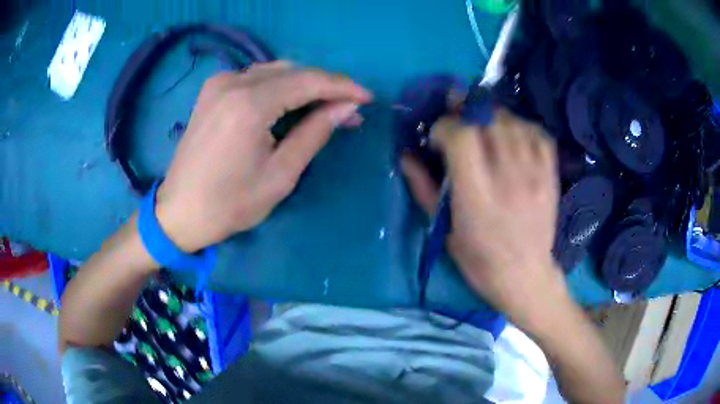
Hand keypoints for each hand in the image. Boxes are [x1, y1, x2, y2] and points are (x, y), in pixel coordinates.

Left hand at [156, 62, 372, 251]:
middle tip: (349, 108)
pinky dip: (280, 85)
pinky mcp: (212, 90)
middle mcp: (233, 83)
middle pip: (293, 71)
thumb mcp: (280, 175)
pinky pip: (256, 77)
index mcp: (249, 105)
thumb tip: (347, 108)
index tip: (367, 98)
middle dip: (325, 86)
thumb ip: (315, 133)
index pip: (308, 81)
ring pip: (275, 71)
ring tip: (326, 106)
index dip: (342, 87)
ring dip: (304, 84)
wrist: (179, 212)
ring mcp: (219, 83)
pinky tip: (291, 102)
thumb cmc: (230, 204)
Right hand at [401, 109, 565, 324]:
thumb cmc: (479, 260)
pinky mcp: (550, 176)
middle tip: (458, 120)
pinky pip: (539, 134)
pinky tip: (512, 135)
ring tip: (484, 127)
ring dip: (492, 117)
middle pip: (488, 121)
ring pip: (513, 122)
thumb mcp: (444, 231)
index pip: (461, 136)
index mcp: (476, 196)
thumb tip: (405, 156)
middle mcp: (507, 179)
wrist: (525, 276)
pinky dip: (522, 126)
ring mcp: (534, 176)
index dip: (445, 125)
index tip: (438, 136)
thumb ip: (424, 189)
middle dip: (467, 112)